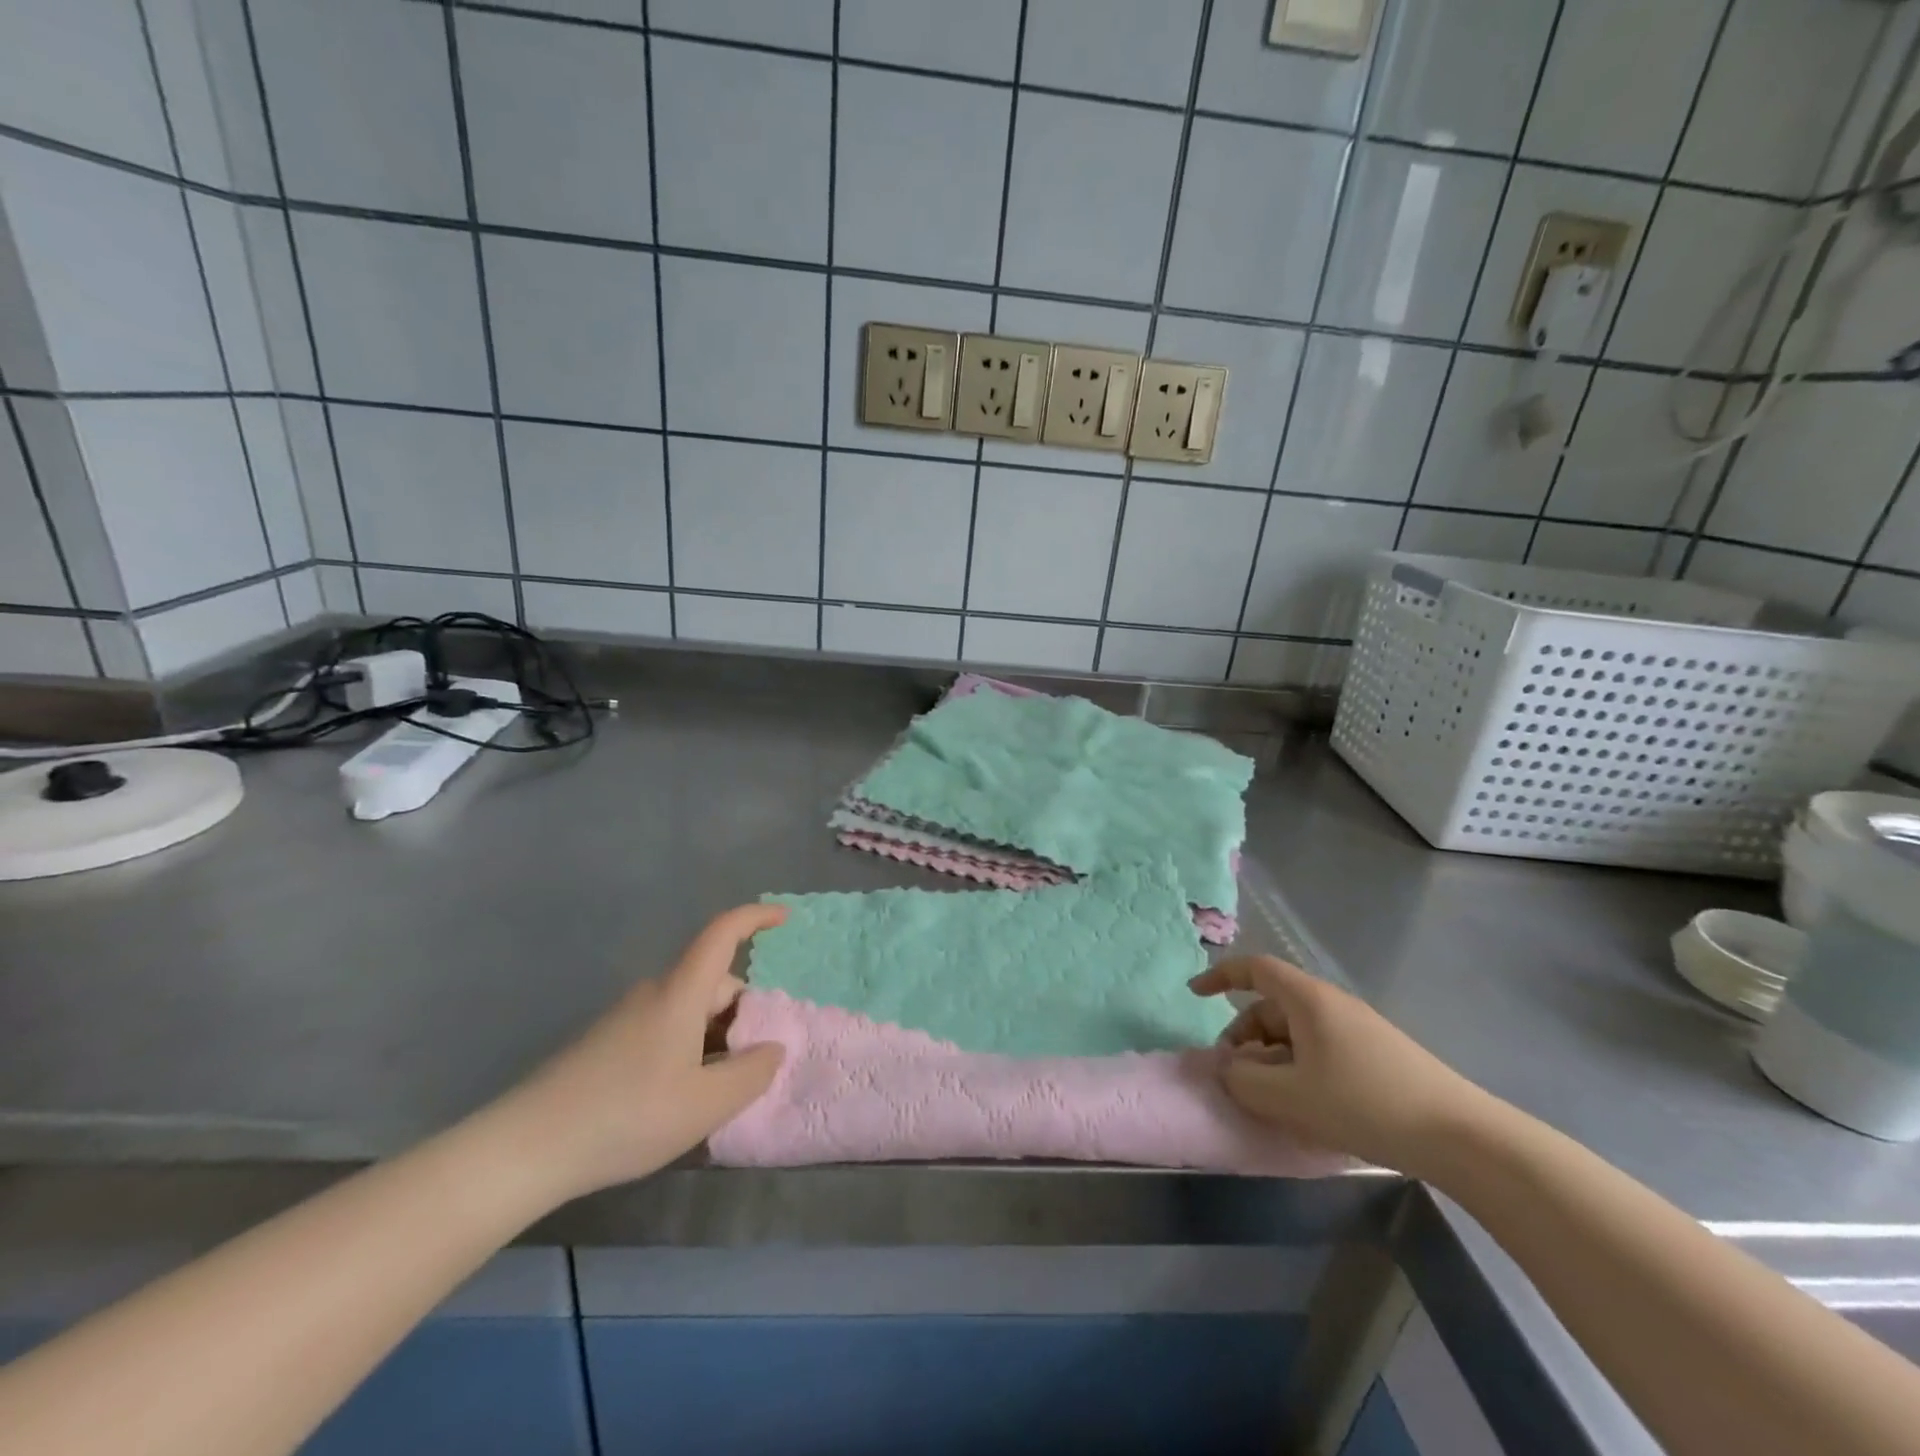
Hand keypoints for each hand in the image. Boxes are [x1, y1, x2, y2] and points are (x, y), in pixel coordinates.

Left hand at [495, 905, 786, 1199]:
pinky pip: (665, 1028)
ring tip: (716, 1091)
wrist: (525, 1148)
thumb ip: (751, 1073)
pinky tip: (679, 1097)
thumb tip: (772, 1048)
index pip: (722, 933)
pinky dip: (688, 1049)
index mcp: (680, 993)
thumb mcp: (705, 1105)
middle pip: (712, 981)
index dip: (755, 918)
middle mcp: (653, 993)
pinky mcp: (607, 1042)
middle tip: (754, 1062)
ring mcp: (626, 1017)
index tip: (784, 919)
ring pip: (689, 1009)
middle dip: (742, 1012)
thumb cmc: (626, 1116)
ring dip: (714, 1036)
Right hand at [1190, 956, 1497, 1178]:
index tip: (1195, 994)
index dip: (1221, 976)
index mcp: (1308, 999)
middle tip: (1235, 1074)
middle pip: (1272, 1004)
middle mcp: (1332, 1004)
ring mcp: (1358, 1029)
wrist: (1460, 1136)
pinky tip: (1305, 1105)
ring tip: (1269, 1097)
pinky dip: (1298, 1067)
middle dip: (1244, 1034)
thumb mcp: (1291, 1097)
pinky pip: (1320, 1049)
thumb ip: (1245, 1081)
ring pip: (1296, 1031)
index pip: (1255, 968)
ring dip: (1271, 1056)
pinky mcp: (1378, 1056)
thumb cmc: (1364, 1103)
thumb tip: (1227, 1069)